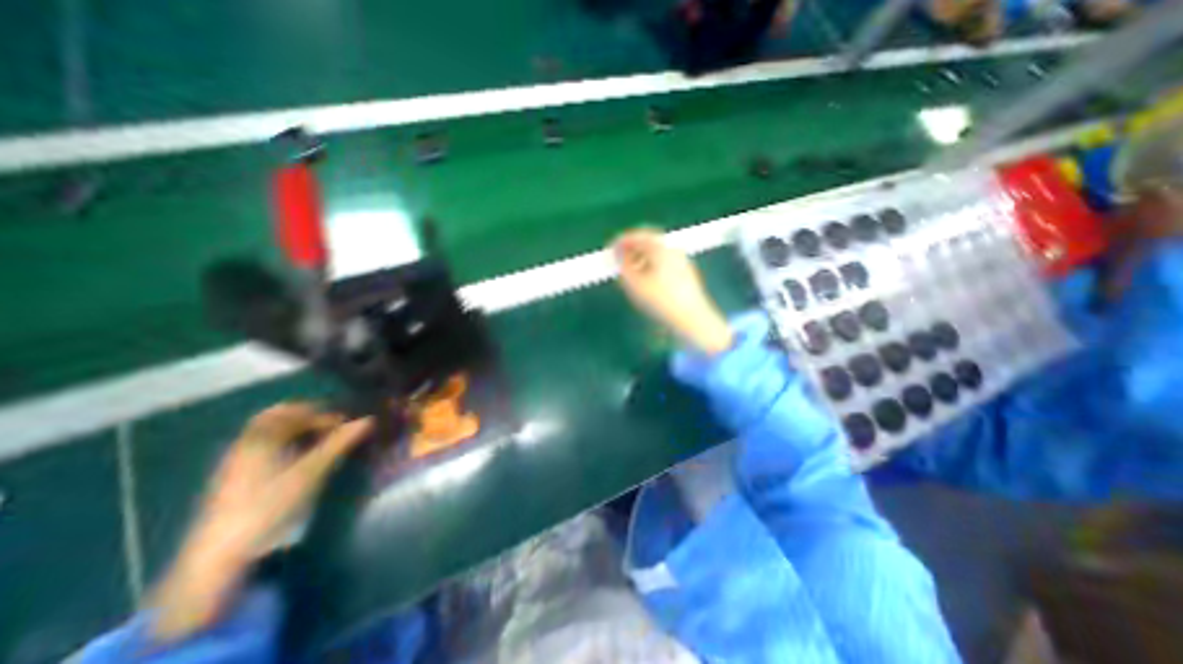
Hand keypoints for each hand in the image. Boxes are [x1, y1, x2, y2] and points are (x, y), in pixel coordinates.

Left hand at [151, 402, 371, 639]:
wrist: (218, 556)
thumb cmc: (268, 506)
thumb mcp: (310, 473)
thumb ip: (338, 444)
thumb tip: (368, 420)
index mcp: (259, 439)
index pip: (290, 410)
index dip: (319, 412)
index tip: (342, 422)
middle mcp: (244, 446)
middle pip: (276, 419)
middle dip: (307, 418)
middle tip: (333, 427)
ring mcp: (236, 464)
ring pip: (269, 435)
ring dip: (297, 432)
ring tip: (322, 442)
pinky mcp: (235, 480)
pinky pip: (263, 449)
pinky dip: (286, 445)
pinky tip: (300, 459)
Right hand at [610, 229, 730, 354]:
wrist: (692, 318)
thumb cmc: (661, 300)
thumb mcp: (635, 284)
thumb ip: (623, 266)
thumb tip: (617, 254)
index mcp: (661, 248)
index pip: (638, 236)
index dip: (621, 241)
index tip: (610, 248)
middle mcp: (673, 249)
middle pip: (649, 240)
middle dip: (632, 247)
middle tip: (619, 256)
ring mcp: (682, 260)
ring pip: (657, 251)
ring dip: (641, 255)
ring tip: (629, 268)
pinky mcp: (686, 272)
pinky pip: (664, 260)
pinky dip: (651, 263)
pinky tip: (645, 277)